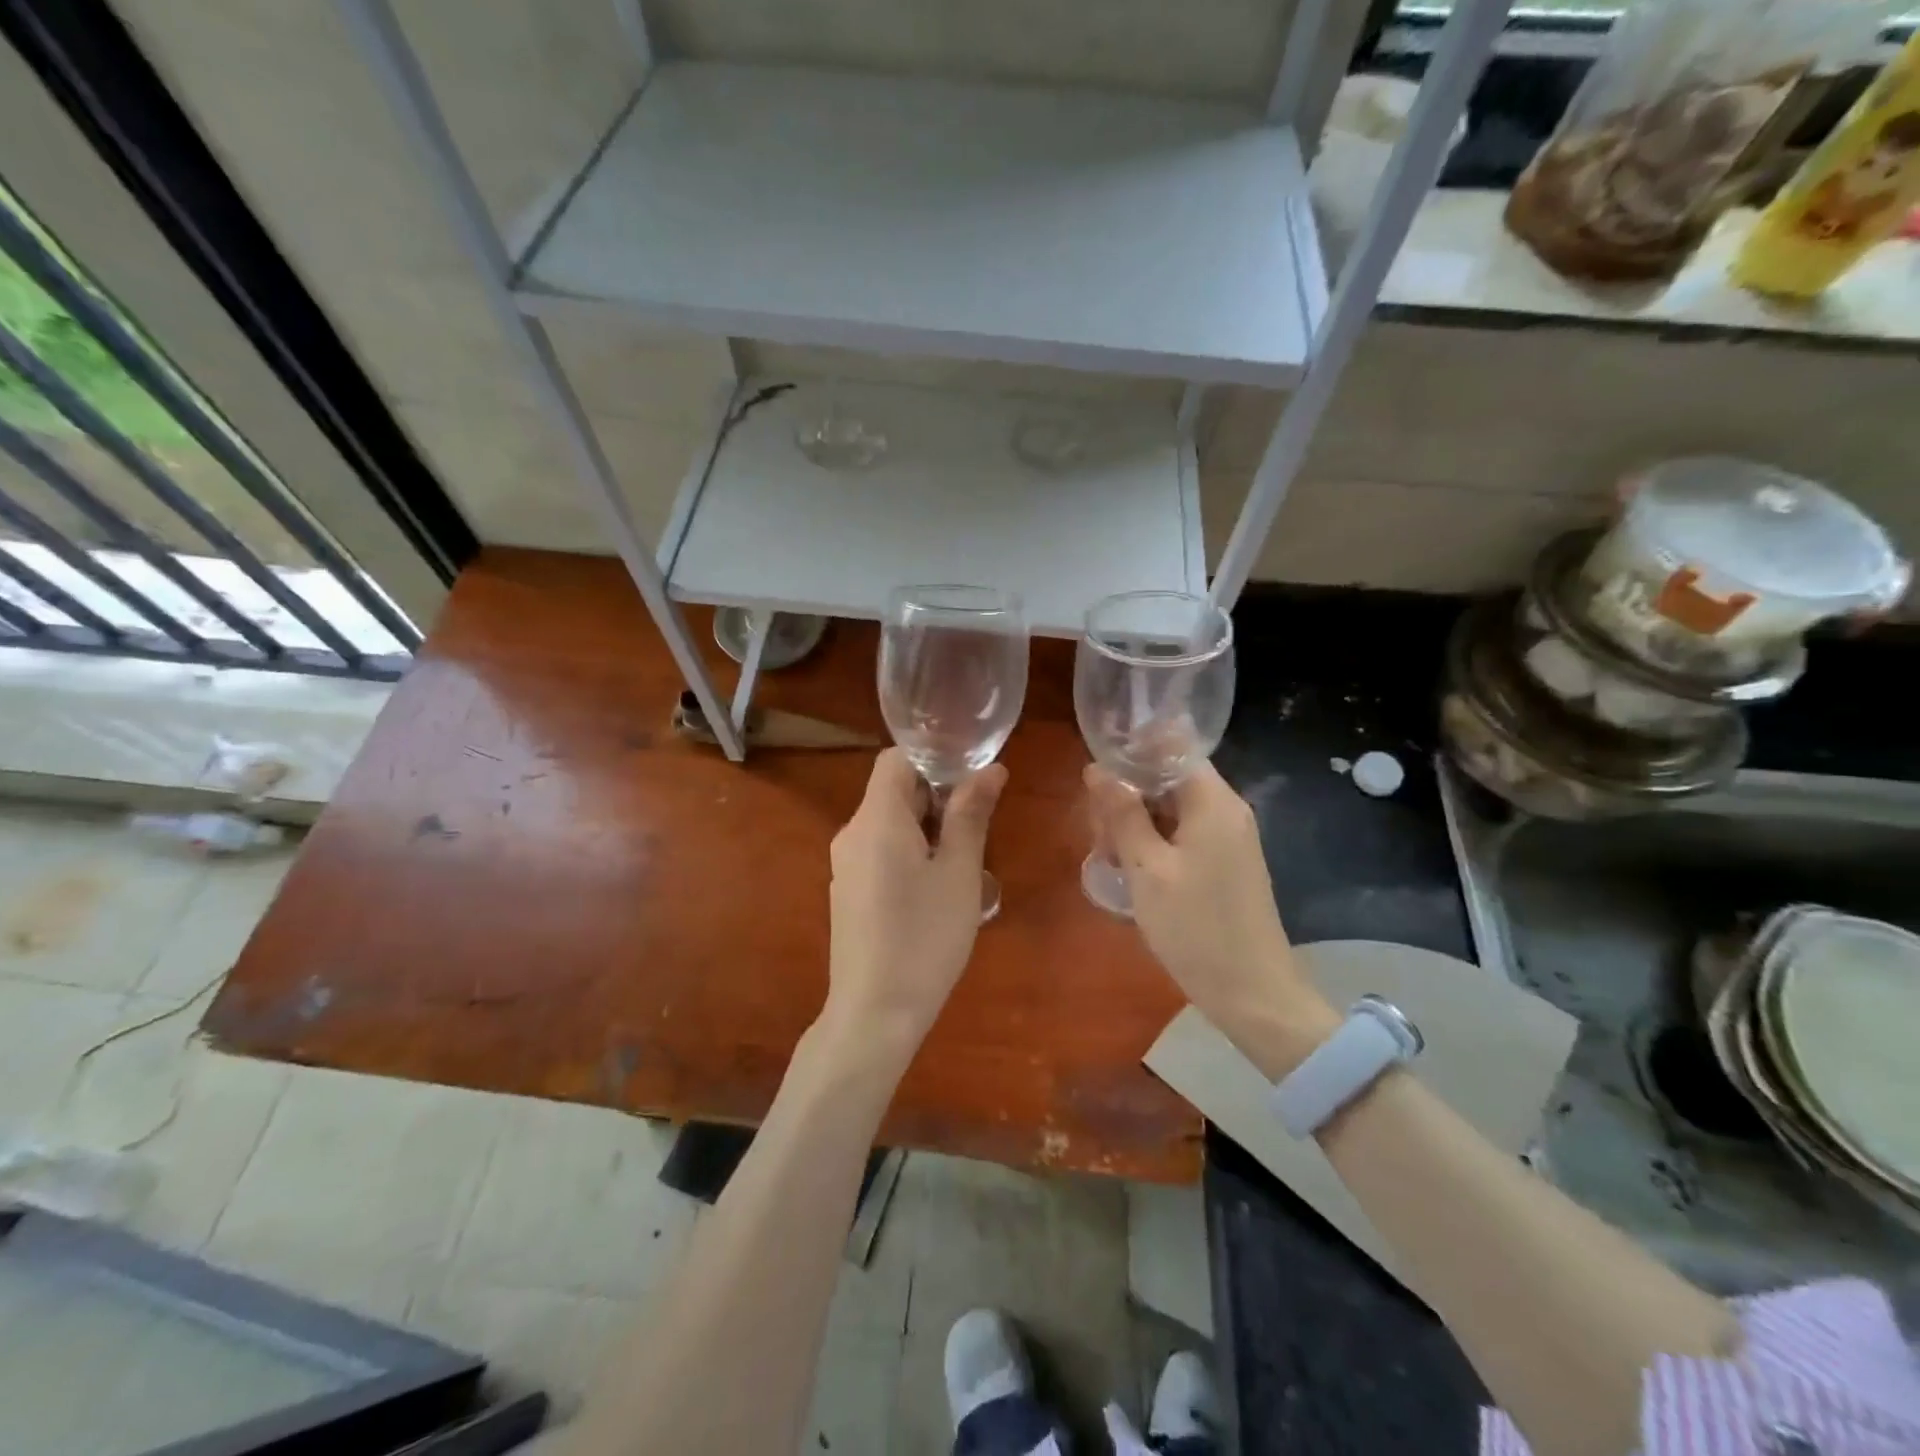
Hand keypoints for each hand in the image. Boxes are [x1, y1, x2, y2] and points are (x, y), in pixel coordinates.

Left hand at [823, 749, 1006, 1059]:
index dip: (936, 759)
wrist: (874, 1014)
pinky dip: (911, 853)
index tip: (972, 783)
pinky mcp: (848, 891)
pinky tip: (937, 892)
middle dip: (938, 798)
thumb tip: (990, 769)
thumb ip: (971, 814)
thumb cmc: (925, 938)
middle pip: (894, 790)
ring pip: (891, 823)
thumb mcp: (959, 873)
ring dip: (929, 829)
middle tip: (978, 829)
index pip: (897, 758)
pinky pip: (881, 851)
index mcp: (876, 818)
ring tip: (964, 865)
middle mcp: (852, 832)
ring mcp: (846, 864)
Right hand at [1086, 761, 1337, 1072]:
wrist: (1253, 994)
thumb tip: (1098, 768)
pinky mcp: (1223, 863)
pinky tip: (1131, 872)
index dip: (1132, 750)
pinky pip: (1181, 835)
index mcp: (1213, 802)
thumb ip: (1122, 814)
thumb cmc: (1195, 928)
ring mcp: (1227, 838)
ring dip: (1135, 824)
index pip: (1172, 747)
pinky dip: (1153, 844)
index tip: (1096, 775)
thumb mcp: (1147, 868)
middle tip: (1099, 837)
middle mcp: (1225, 810)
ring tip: (1109, 860)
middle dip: (1126, 796)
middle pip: (1167, 778)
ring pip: (1170, 808)